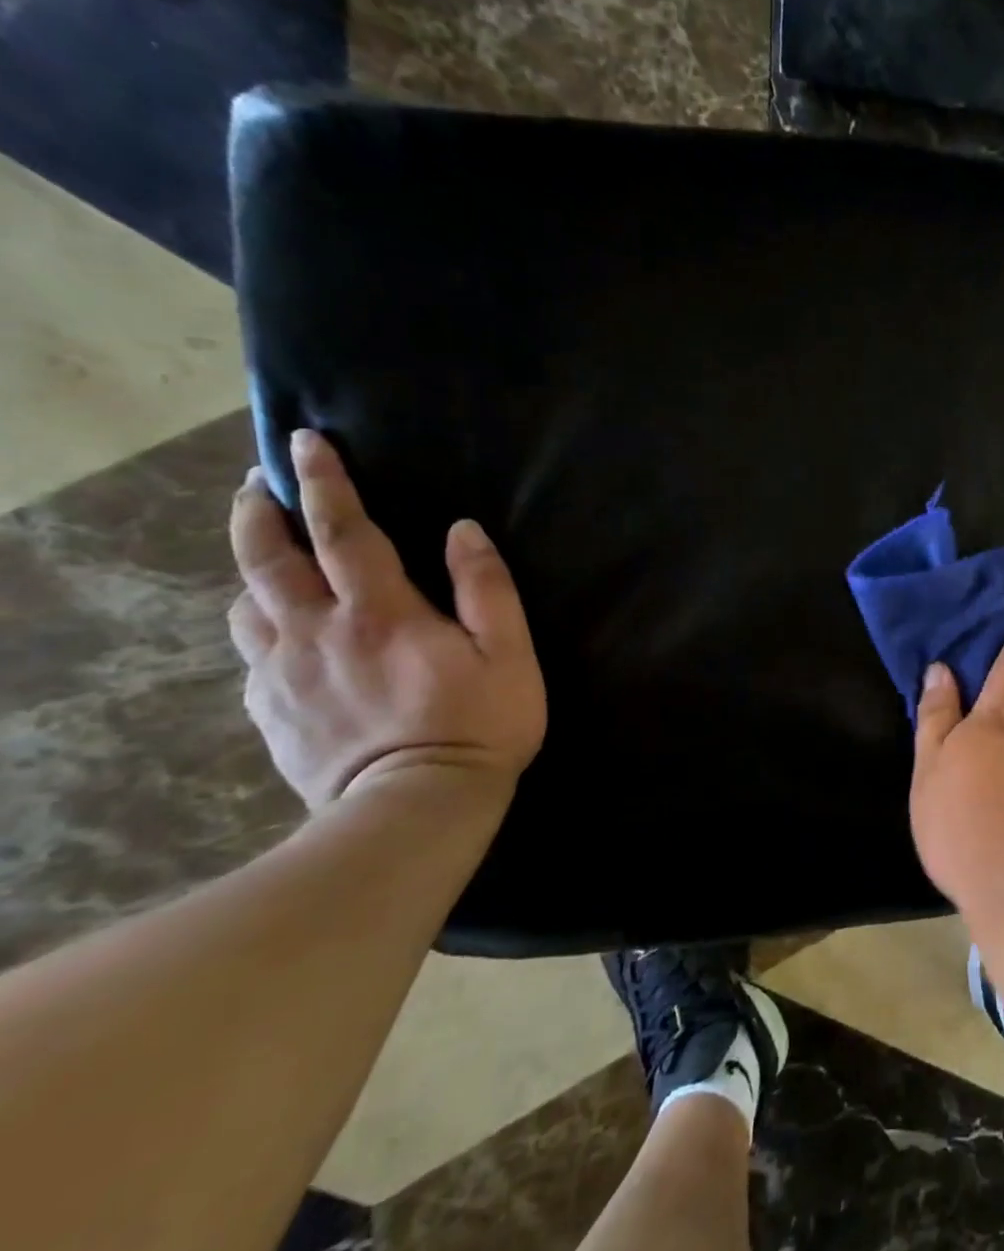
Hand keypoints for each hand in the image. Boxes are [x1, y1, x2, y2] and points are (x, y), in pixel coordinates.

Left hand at [227, 429, 546, 810]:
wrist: (415, 807)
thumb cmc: (478, 724)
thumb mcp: (509, 654)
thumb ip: (488, 589)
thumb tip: (463, 531)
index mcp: (380, 613)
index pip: (341, 530)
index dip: (324, 482)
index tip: (305, 443)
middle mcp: (316, 631)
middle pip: (268, 559)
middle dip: (258, 513)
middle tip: (255, 486)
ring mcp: (283, 672)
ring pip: (246, 603)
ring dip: (251, 568)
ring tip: (264, 554)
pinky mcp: (270, 710)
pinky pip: (250, 653)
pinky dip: (257, 626)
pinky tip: (274, 630)